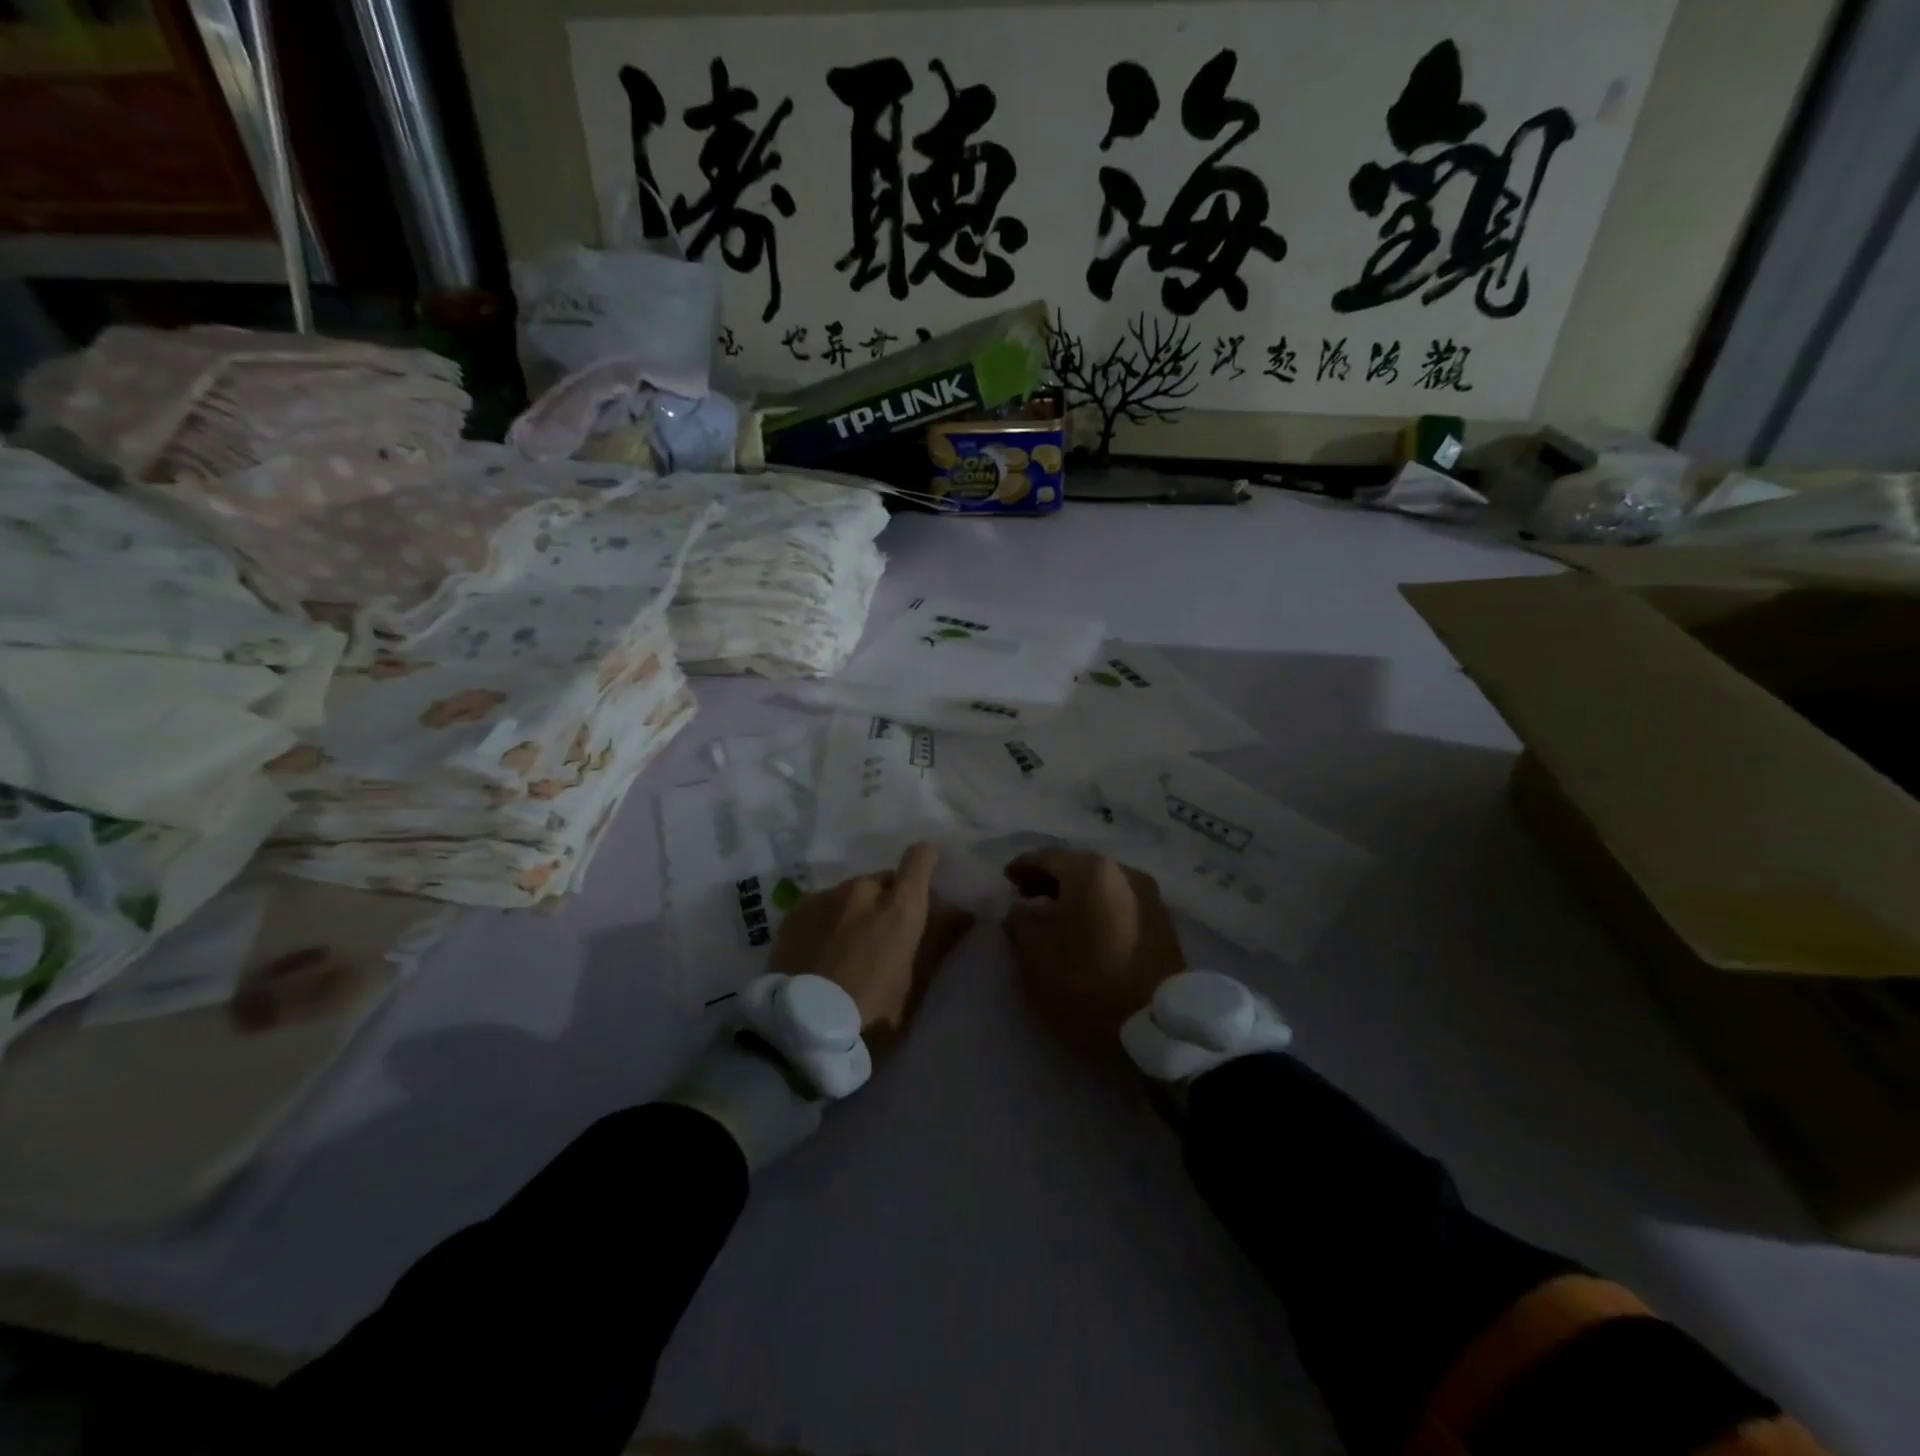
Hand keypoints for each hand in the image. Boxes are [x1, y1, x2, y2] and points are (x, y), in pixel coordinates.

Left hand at [771, 843, 973, 1047]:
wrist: (799, 1032)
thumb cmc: (871, 1015)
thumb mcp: (915, 984)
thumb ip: (939, 940)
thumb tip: (963, 911)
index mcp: (900, 907)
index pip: (920, 858)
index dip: (927, 861)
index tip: (928, 877)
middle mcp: (863, 889)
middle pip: (884, 881)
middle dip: (888, 900)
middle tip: (883, 938)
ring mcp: (826, 896)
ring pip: (851, 893)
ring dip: (856, 910)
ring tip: (847, 949)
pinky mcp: (796, 910)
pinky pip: (822, 904)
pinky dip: (828, 919)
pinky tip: (821, 952)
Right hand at [1003, 848, 1184, 1050]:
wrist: (1157, 1026)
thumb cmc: (1086, 983)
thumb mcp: (1035, 955)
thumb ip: (1021, 922)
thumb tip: (1022, 909)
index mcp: (1091, 871)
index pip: (1048, 857)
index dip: (1023, 866)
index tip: (1006, 879)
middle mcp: (1124, 873)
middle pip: (1078, 867)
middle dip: (1050, 880)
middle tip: (1027, 897)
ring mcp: (1150, 897)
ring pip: (1102, 886)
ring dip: (1076, 896)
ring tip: (1056, 917)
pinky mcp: (1164, 924)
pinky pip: (1120, 903)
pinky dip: (1098, 909)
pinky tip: (1086, 930)